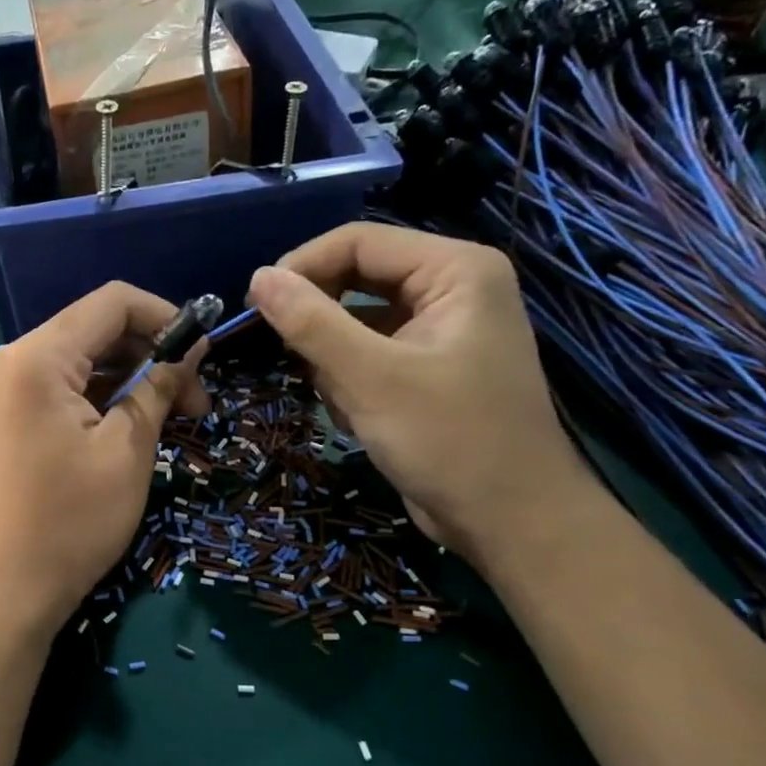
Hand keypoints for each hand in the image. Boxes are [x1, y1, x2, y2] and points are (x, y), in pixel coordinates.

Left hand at [0, 283, 207, 636]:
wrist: (9, 588)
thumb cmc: (73, 520)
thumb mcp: (129, 448)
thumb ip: (160, 384)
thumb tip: (193, 346)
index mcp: (37, 357)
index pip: (111, 302)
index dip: (165, 317)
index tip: (204, 353)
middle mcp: (12, 358)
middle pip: (95, 328)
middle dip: (151, 353)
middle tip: (196, 400)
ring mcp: (4, 386)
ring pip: (82, 358)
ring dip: (130, 377)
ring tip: (175, 417)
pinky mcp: (7, 412)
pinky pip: (62, 385)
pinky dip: (102, 395)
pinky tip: (135, 422)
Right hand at [247, 223, 594, 562]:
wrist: (510, 522)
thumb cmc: (449, 441)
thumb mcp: (371, 378)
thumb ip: (311, 323)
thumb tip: (258, 277)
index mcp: (455, 270)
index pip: (359, 242)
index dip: (302, 267)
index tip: (255, 306)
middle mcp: (451, 288)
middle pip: (356, 278)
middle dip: (319, 320)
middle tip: (287, 354)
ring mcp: (439, 330)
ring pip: (355, 320)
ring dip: (333, 358)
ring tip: (342, 399)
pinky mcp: (427, 367)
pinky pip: (369, 353)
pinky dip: (350, 379)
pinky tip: (359, 416)